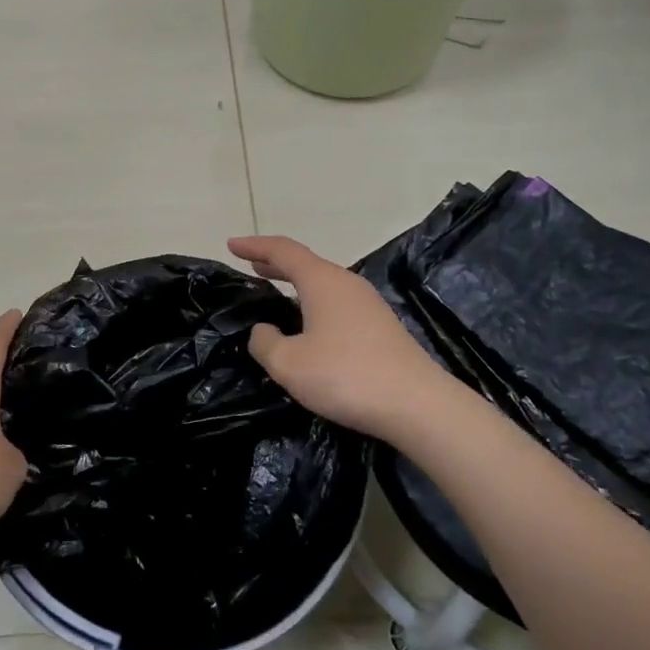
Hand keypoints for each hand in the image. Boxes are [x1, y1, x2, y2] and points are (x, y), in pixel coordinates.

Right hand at [229, 235, 464, 446]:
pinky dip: (313, 301)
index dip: (254, 246)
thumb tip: (263, 331)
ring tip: (275, 289)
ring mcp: (368, 304)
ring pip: (323, 283)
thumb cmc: (346, 376)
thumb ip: (265, 342)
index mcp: (322, 281)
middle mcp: (346, 284)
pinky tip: (307, 322)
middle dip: (275, 262)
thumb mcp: (289, 363)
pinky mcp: (380, 327)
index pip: (283, 251)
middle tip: (251, 265)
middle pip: (305, 263)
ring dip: (296, 283)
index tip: (231, 245)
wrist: (417, 405)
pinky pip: (336, 302)